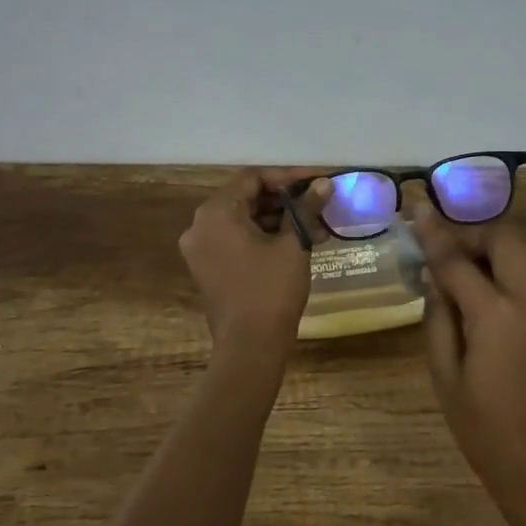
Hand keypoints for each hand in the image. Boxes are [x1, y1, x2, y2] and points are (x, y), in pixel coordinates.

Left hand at [179, 169, 333, 375]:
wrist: (249, 348)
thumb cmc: (271, 290)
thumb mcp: (293, 244)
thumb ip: (306, 208)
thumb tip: (324, 183)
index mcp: (216, 213)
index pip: (253, 179)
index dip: (288, 177)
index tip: (317, 180)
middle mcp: (201, 226)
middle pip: (247, 198)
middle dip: (287, 201)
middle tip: (320, 203)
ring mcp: (202, 249)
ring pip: (245, 221)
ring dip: (280, 221)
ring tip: (318, 228)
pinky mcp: (210, 269)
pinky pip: (238, 240)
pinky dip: (266, 238)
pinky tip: (300, 243)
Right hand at [412, 201, 525, 518]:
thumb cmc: (482, 427)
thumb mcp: (444, 374)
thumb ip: (438, 316)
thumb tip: (434, 275)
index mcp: (496, 315)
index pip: (458, 260)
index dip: (434, 233)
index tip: (417, 209)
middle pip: (505, 239)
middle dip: (473, 233)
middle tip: (444, 250)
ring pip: (520, 257)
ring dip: (490, 252)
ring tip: (458, 274)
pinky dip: (503, 274)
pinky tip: (481, 300)